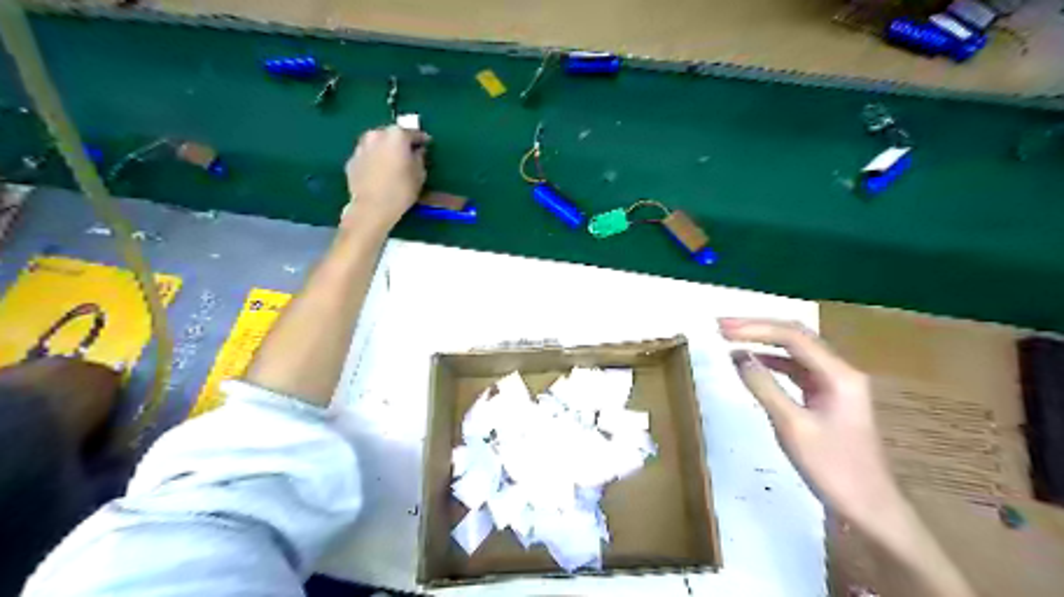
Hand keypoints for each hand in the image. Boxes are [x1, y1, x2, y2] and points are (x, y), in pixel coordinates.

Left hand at [343, 124, 428, 230]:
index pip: (413, 133)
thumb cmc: (401, 191)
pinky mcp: (352, 160)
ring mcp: (361, 147)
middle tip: (408, 154)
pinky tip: (379, 173)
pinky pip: (367, 156)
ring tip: (392, 162)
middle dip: (400, 142)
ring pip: (377, 143)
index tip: (427, 144)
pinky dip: (374, 160)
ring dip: (385, 150)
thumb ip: (420, 158)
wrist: (372, 208)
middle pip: (392, 135)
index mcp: (396, 135)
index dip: (422, 140)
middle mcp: (376, 135)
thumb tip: (417, 152)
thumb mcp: (420, 175)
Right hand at [718, 320, 899, 533]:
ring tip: (731, 339)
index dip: (755, 328)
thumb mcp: (792, 426)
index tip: (722, 329)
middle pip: (796, 337)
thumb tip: (738, 356)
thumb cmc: (832, 468)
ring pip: (796, 352)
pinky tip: (753, 364)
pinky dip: (772, 363)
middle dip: (758, 328)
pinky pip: (796, 370)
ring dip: (764, 343)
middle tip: (722, 327)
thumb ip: (764, 386)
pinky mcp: (827, 398)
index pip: (793, 337)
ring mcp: (835, 384)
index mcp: (839, 374)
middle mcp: (840, 371)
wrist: (869, 508)